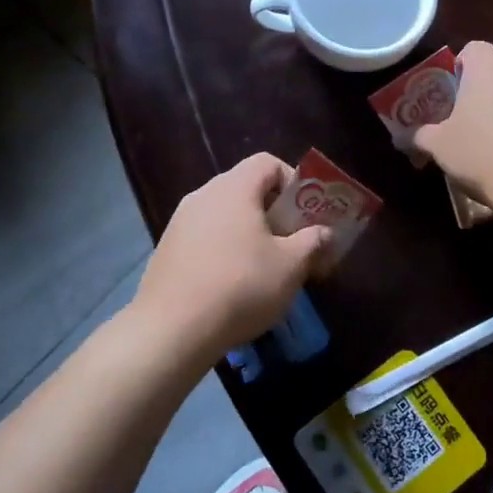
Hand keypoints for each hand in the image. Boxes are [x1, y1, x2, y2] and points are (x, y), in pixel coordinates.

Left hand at [130, 154, 330, 364]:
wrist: (171, 329)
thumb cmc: (240, 287)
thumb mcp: (290, 266)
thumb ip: (313, 242)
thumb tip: (324, 232)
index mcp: (233, 188)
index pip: (267, 163)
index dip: (293, 182)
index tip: (306, 214)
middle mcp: (203, 195)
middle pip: (246, 189)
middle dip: (276, 213)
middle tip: (294, 243)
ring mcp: (180, 222)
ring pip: (225, 215)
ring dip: (251, 233)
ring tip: (267, 268)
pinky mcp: (167, 249)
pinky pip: (206, 237)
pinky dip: (226, 249)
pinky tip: (234, 284)